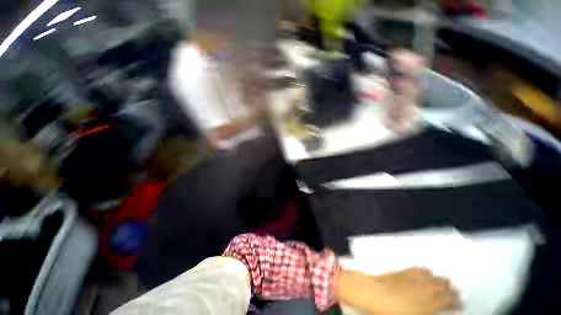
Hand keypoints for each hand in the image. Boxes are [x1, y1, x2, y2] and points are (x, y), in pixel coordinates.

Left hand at [337, 268, 458, 314]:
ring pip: (436, 276)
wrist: (375, 294)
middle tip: (454, 294)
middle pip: (445, 286)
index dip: (458, 301)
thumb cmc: (394, 313)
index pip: (451, 300)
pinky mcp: (405, 271)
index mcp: (432, 302)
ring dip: (441, 281)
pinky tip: (427, 274)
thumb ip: (429, 311)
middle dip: (451, 290)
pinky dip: (427, 273)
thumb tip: (434, 309)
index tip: (461, 302)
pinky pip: (421, 269)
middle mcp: (427, 287)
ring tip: (443, 285)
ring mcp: (416, 277)